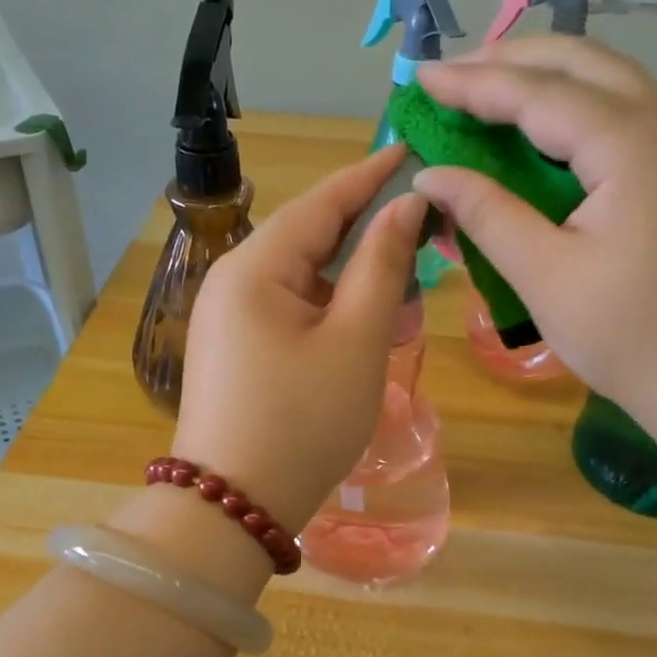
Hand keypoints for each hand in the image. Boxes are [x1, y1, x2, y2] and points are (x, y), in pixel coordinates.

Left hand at [174, 144, 426, 533]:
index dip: (371, 175)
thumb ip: (382, 266)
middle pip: (311, 238)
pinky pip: (291, 313)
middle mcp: (233, 282)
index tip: (413, 148)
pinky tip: (366, 329)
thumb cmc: (302, 423)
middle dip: (369, 235)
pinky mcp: (236, 352)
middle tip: (426, 233)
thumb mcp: (355, 342)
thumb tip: (405, 207)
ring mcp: (229, 320)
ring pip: (304, 280)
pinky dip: (332, 314)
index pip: (322, 201)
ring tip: (406, 293)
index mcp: (255, 267)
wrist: (234, 508)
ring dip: (355, 282)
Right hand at [414, 38, 656, 438]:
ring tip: (490, 88)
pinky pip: (628, 113)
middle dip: (512, 60)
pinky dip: (577, 106)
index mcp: (630, 146)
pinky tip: (547, 129)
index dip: (474, 83)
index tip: (421, 78)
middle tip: (453, 73)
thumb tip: (431, 175)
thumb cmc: (631, 337)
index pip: (538, 93)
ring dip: (547, 76)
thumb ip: (487, 215)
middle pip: (582, 63)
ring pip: (610, 81)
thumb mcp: (545, 277)